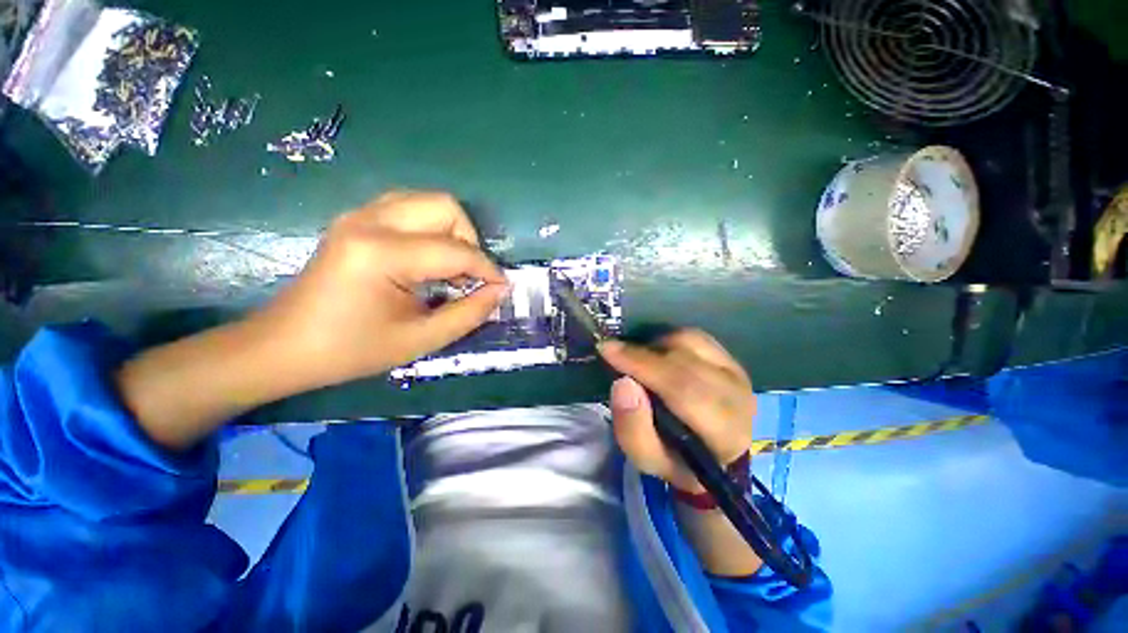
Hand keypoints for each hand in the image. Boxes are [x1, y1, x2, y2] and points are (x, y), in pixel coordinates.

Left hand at [255, 191, 507, 387]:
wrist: (284, 346)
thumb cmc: (351, 349)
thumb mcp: (421, 339)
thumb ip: (469, 313)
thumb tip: (499, 291)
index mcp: (382, 254)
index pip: (456, 251)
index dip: (487, 270)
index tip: (501, 288)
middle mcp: (370, 221)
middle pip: (445, 206)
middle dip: (469, 240)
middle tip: (468, 275)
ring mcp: (359, 215)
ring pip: (428, 201)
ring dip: (451, 231)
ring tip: (450, 267)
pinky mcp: (356, 219)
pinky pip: (409, 208)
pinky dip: (430, 228)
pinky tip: (427, 259)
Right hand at [598, 330, 754, 493]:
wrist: (713, 454)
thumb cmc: (676, 459)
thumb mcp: (647, 458)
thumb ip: (633, 427)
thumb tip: (623, 382)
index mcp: (723, 432)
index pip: (681, 387)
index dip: (641, 364)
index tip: (607, 349)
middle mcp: (738, 397)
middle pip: (684, 361)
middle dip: (642, 354)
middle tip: (614, 353)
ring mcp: (737, 373)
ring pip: (689, 342)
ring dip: (656, 346)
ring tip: (639, 361)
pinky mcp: (731, 359)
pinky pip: (694, 336)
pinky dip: (669, 340)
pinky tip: (658, 355)